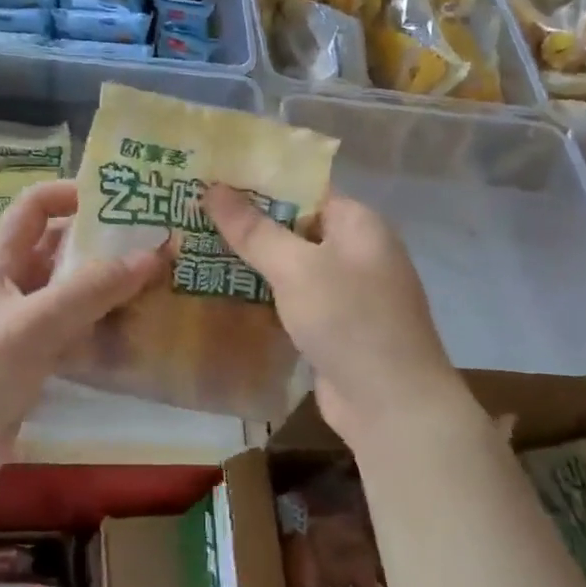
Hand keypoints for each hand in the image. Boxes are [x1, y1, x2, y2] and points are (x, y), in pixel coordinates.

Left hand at [0, 180, 167, 488]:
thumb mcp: (35, 323)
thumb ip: (92, 289)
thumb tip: (154, 254)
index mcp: (0, 263)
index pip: (33, 207)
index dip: (69, 193)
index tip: (116, 199)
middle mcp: (13, 286)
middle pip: (61, 248)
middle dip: (103, 242)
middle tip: (155, 241)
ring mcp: (24, 324)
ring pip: (73, 291)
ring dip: (109, 285)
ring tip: (159, 280)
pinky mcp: (35, 359)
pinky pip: (76, 330)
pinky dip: (103, 325)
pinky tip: (138, 328)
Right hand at [204, 184, 466, 441]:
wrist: (392, 406)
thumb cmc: (349, 320)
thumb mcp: (297, 268)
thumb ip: (254, 230)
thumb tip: (213, 188)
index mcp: (358, 224)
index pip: (304, 189)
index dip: (259, 183)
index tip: (213, 180)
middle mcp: (355, 252)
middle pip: (294, 227)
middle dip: (247, 224)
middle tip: (194, 215)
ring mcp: (346, 292)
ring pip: (290, 267)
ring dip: (251, 263)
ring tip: (195, 250)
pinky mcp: (333, 327)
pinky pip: (292, 300)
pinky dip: (263, 296)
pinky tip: (222, 293)